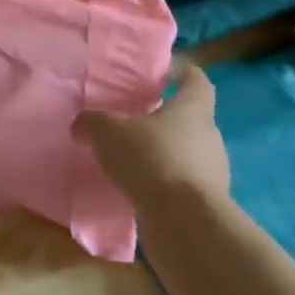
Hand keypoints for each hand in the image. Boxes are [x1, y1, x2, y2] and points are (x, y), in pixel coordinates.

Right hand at [77, 64, 230, 207]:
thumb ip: (91, 122)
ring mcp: (212, 172)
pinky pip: (179, 183)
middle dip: (162, 119)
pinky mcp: (204, 202)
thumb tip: (81, 126)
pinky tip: (135, 188)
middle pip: (189, 119)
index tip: (161, 74)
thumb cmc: (152, 159)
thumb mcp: (107, 131)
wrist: (184, 221)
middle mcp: (209, 136)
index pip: (197, 80)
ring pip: (184, 153)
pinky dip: (160, 183)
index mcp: (193, 110)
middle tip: (131, 121)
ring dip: (160, 153)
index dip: (181, 73)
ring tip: (128, 159)